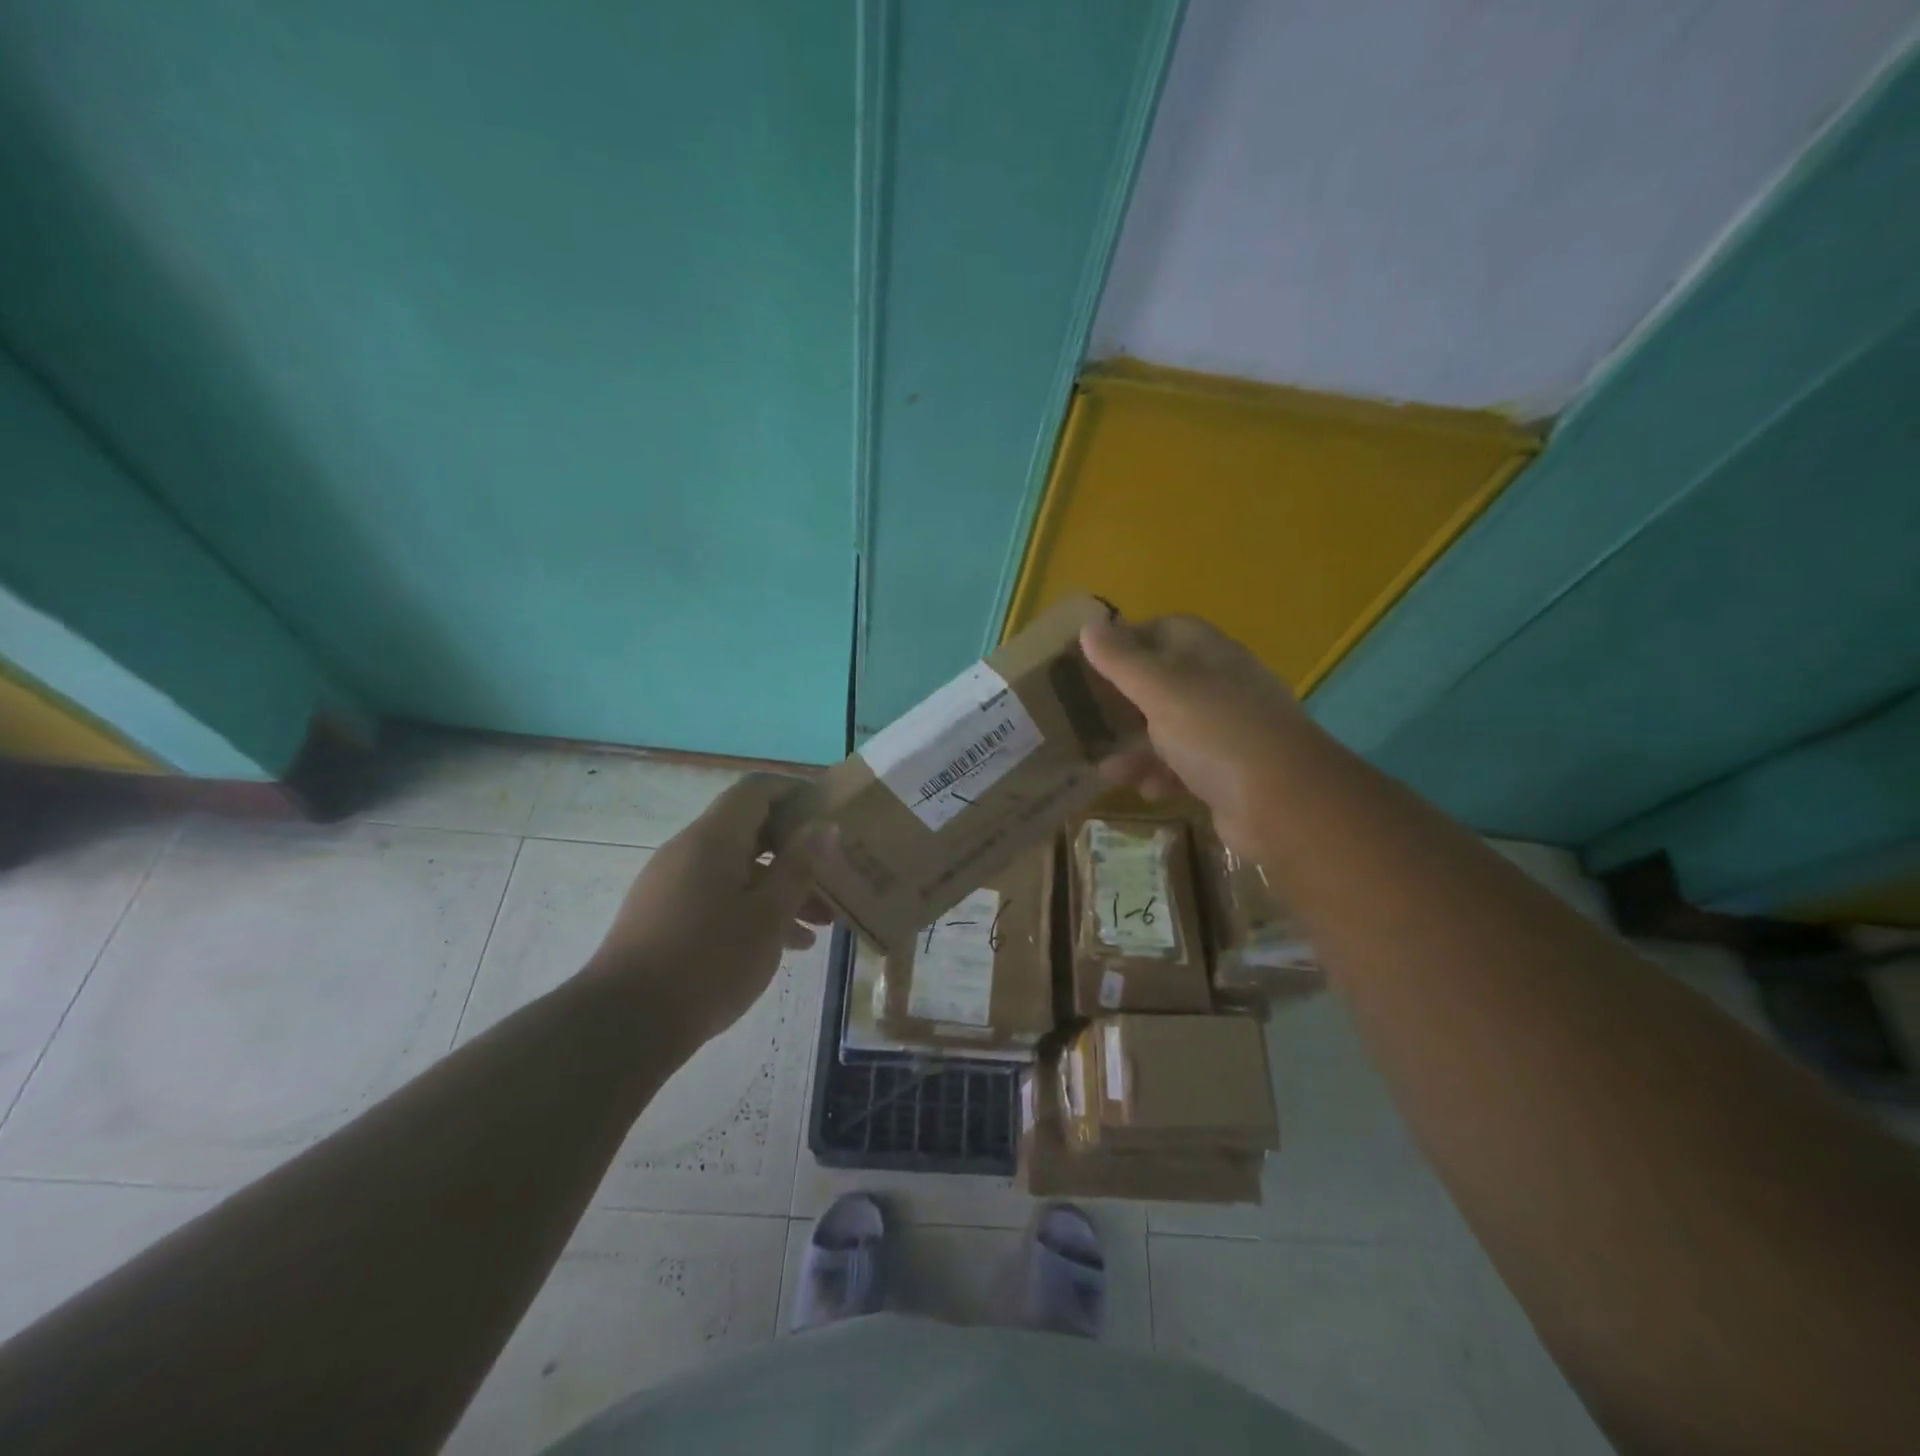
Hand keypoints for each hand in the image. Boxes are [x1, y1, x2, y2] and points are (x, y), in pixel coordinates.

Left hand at [587, 773, 830, 1044]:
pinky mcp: (665, 915)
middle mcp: (689, 850)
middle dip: (796, 850)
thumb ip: (799, 866)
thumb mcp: (768, 915)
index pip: (757, 789)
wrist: (625, 1025)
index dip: (796, 791)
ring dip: (780, 886)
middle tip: (833, 873)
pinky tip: (785, 944)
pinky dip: (753, 907)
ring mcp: (672, 883)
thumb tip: (824, 825)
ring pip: (738, 868)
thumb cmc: (708, 962)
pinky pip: (719, 894)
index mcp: (713, 838)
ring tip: (821, 921)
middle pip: (751, 830)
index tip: (830, 813)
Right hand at [1080, 613, 1306, 854]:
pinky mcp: (1227, 772)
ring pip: (1170, 729)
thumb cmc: (1218, 734)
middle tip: (1087, 715)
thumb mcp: (1162, 691)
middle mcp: (1221, 687)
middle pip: (1164, 682)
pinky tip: (1145, 791)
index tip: (1092, 659)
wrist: (1284, 804)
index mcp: (1210, 655)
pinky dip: (1161, 775)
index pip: (1167, 629)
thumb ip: (1122, 661)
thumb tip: (1089, 625)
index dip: (1129, 639)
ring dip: (1137, 747)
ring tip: (1107, 769)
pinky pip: (1184, 767)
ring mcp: (1227, 731)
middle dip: (1124, 701)